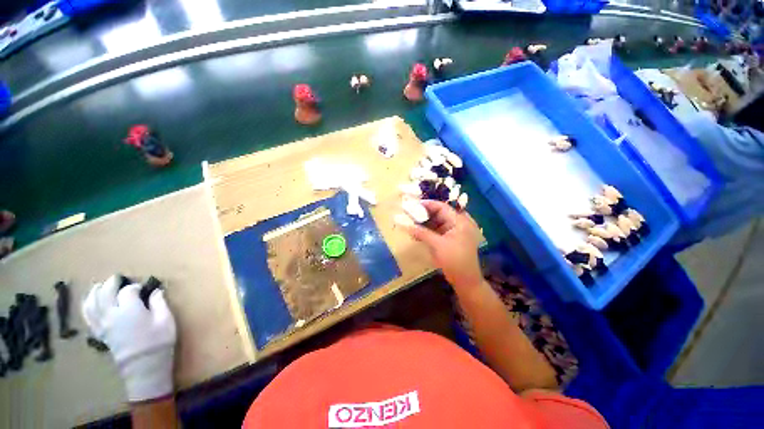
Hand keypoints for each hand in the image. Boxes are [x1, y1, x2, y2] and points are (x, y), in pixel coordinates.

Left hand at [82, 275, 176, 401]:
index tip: (144, 288)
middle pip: (104, 292)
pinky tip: (91, 302)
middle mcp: (111, 314)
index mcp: (129, 309)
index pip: (127, 290)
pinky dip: (87, 305)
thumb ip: (159, 302)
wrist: (144, 366)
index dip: (135, 286)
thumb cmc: (158, 341)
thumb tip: (155, 290)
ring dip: (96, 291)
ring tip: (101, 286)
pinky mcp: (99, 333)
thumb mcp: (166, 320)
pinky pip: (87, 316)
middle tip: (120, 279)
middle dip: (111, 283)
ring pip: (91, 302)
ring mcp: (102, 324)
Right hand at [403, 200, 482, 289]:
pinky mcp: (449, 239)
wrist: (465, 281)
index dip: (426, 205)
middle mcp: (457, 223)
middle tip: (408, 213)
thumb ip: (421, 233)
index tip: (412, 205)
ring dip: (423, 223)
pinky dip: (426, 231)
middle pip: (438, 214)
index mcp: (459, 221)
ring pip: (436, 222)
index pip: (441, 207)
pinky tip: (416, 232)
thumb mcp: (437, 245)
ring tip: (409, 222)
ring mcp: (453, 232)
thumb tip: (404, 224)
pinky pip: (436, 231)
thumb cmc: (455, 261)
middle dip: (423, 214)